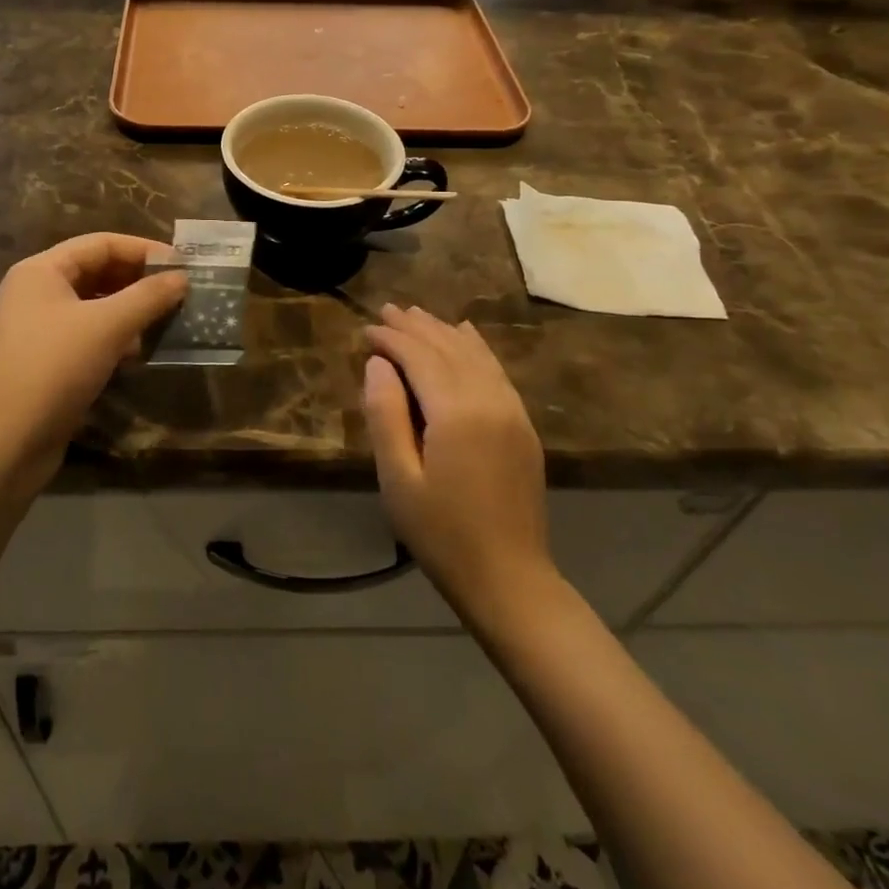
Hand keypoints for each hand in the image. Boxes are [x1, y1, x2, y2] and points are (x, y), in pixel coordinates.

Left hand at [0, 234, 185, 487]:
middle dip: (138, 281)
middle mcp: (34, 293)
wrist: (1, 445)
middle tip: (180, 293)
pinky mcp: (43, 364)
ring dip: (130, 311)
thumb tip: (182, 277)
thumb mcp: (107, 326)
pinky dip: (114, 339)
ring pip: (93, 308)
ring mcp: (36, 330)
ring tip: (167, 320)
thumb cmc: (52, 369)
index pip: (100, 244)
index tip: (182, 265)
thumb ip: (147, 297)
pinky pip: (86, 337)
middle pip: (95, 273)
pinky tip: (139, 353)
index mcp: (40, 271)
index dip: (142, 250)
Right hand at [364, 304, 558, 631]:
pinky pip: (497, 371)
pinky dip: (477, 348)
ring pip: (475, 355)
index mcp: (457, 412)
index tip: (365, 330)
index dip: (391, 339)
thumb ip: (385, 413)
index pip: (420, 357)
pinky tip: (466, 336)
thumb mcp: (398, 478)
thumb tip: (378, 363)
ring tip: (417, 315)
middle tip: (386, 310)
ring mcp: (512, 411)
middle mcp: (490, 400)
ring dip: (444, 332)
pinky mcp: (523, 425)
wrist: (509, 578)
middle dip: (416, 327)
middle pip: (449, 348)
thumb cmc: (441, 533)